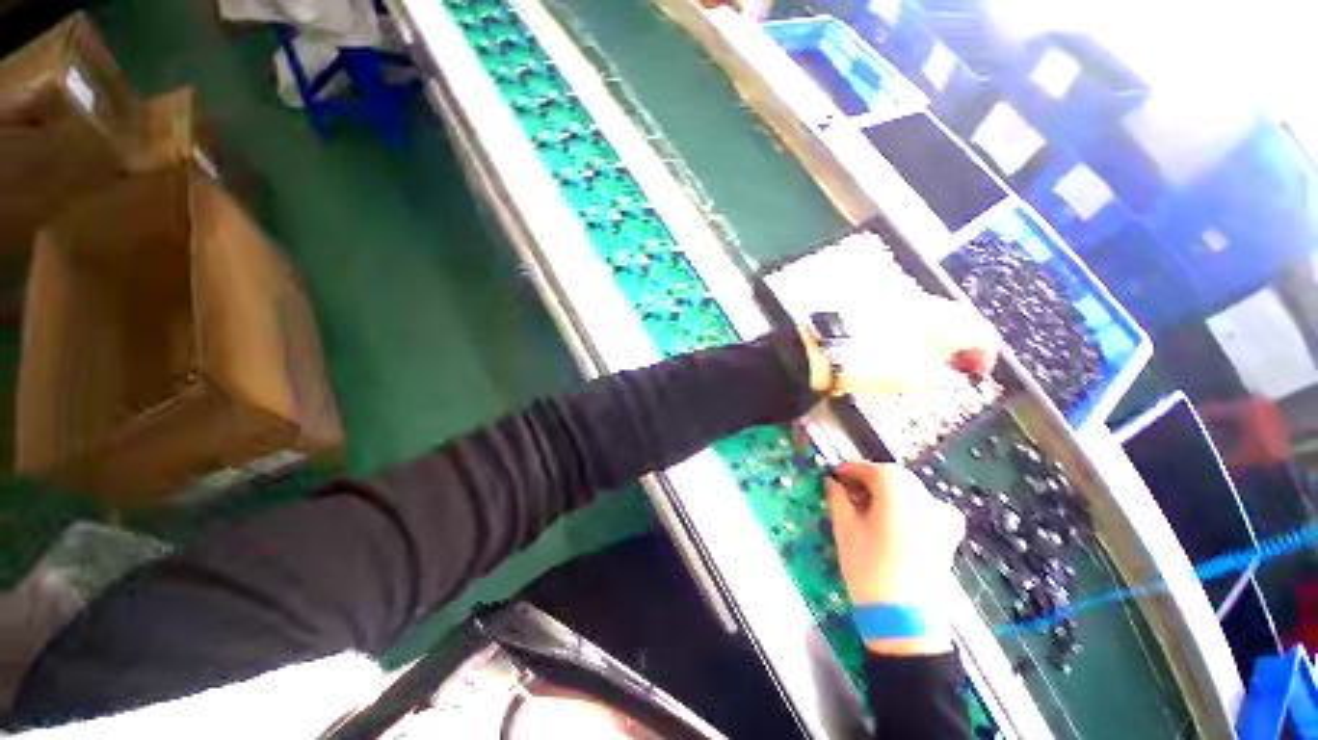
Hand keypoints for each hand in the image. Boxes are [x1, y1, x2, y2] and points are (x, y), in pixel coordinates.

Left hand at [803, 295, 999, 395]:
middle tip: (960, 367)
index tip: (979, 375)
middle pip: (959, 321)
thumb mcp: (916, 378)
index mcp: (947, 320)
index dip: (987, 356)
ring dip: (940, 338)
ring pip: (933, 317)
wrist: (826, 345)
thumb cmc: (876, 363)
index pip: (982, 333)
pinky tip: (906, 347)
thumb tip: (954, 376)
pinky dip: (917, 332)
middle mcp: (927, 304)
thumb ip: (943, 376)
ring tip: (933, 361)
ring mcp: (900, 302)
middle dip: (964, 345)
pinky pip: (909, 317)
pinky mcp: (877, 305)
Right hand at [826, 461, 965, 654]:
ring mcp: (940, 514)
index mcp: (895, 487)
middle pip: (891, 476)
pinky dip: (908, 506)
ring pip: (909, 490)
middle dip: (868, 479)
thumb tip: (832, 482)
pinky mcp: (948, 534)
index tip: (833, 476)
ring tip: (866, 506)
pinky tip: (895, 519)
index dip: (848, 470)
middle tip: (846, 490)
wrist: (905, 618)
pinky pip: (926, 507)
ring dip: (887, 491)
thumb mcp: (844, 528)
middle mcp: (922, 494)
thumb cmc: (868, 566)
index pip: (868, 468)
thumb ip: (837, 498)